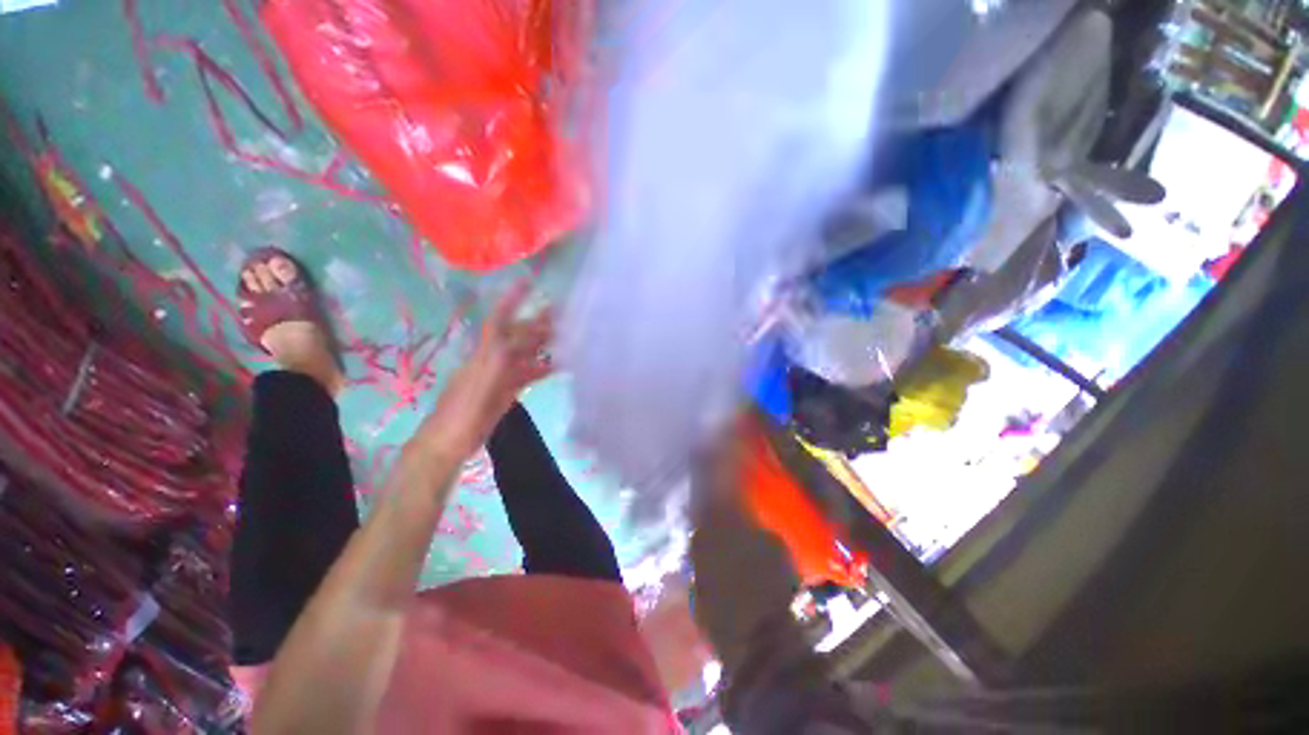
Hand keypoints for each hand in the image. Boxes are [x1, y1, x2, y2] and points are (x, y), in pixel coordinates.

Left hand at [423, 282, 555, 458]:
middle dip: (537, 322)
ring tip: (566, 337)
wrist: (449, 442)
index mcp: (485, 353)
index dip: (512, 300)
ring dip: (543, 345)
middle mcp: (493, 359)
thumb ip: (499, 360)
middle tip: (562, 313)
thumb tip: (518, 338)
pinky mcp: (507, 391)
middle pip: (517, 336)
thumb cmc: (462, 412)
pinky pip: (527, 374)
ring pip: (525, 354)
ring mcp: (501, 375)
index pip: (500, 320)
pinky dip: (542, 368)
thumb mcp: (481, 382)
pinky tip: (557, 366)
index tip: (528, 282)